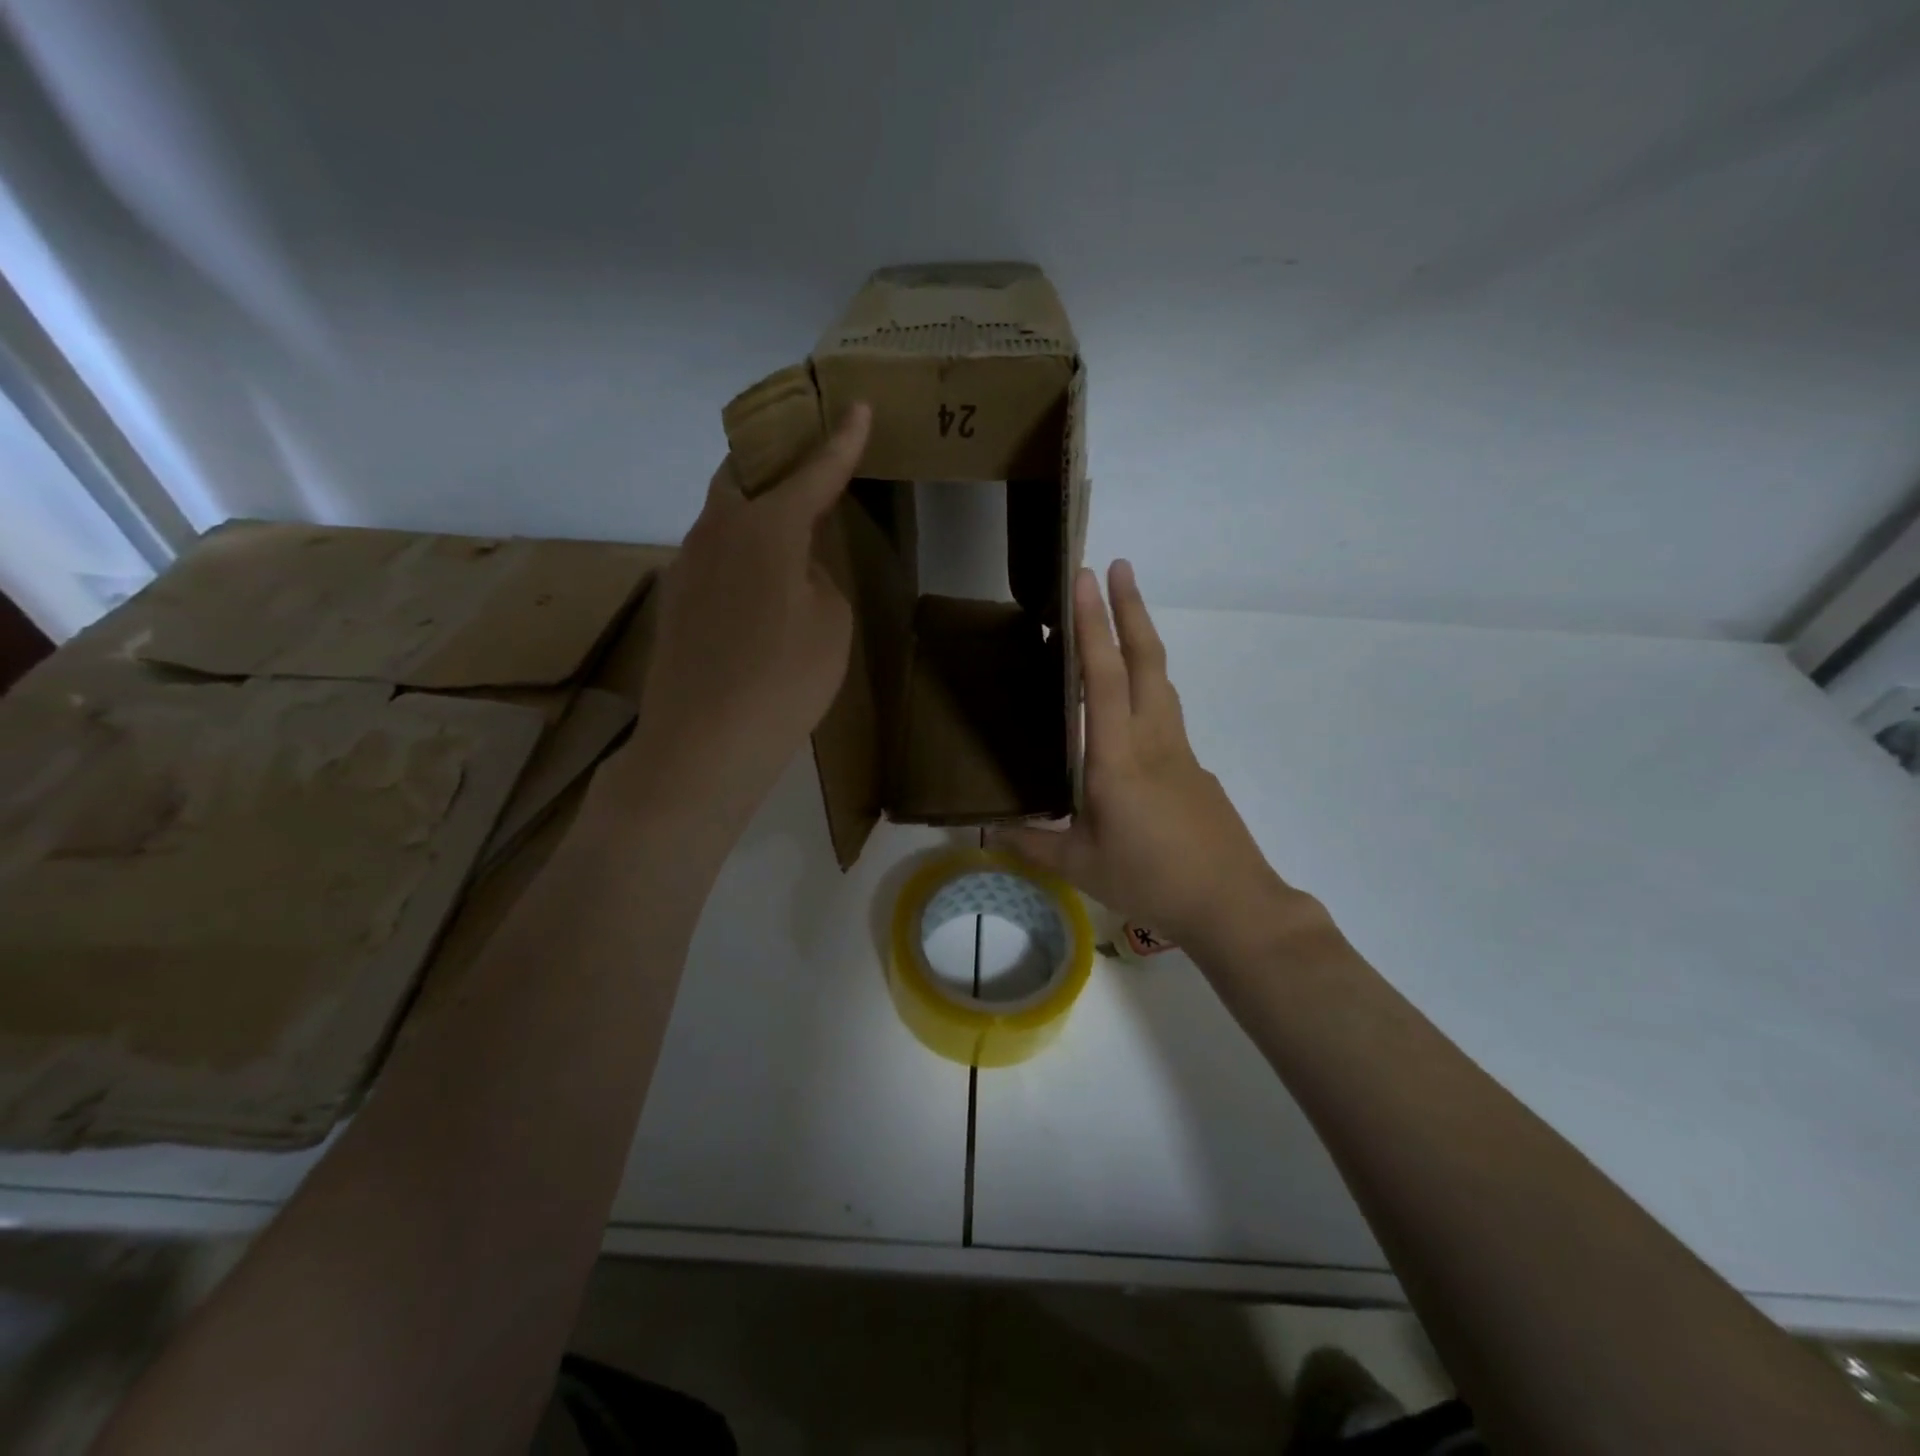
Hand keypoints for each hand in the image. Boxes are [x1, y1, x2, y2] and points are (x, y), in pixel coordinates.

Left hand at [609, 404, 870, 836]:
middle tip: (805, 457)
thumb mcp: (830, 624)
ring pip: (722, 513)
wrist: (702, 745)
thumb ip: (818, 577)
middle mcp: (716, 530)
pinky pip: (711, 553)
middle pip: (743, 473)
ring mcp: (685, 564)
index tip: (856, 406)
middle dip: (776, 457)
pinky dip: (739, 549)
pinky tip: (757, 584)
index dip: (840, 441)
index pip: (812, 471)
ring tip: (786, 523)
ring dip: (755, 506)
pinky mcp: (673, 599)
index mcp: (765, 527)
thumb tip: (794, 566)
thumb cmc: (783, 681)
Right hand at [992, 561, 1315, 957]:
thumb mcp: (1080, 866)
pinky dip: (1147, 682)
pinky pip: (1165, 710)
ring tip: (1125, 613)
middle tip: (1116, 566)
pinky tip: (1130, 702)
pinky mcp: (1193, 766)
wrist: (1232, 903)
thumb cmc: (1151, 880)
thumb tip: (987, 833)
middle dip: (1130, 608)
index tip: (1085, 579)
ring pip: (1161, 680)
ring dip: (1143, 638)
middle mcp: (1152, 740)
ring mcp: (1180, 750)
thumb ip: (1033, 844)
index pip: (1103, 677)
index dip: (1092, 625)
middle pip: (1145, 660)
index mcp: (1118, 757)